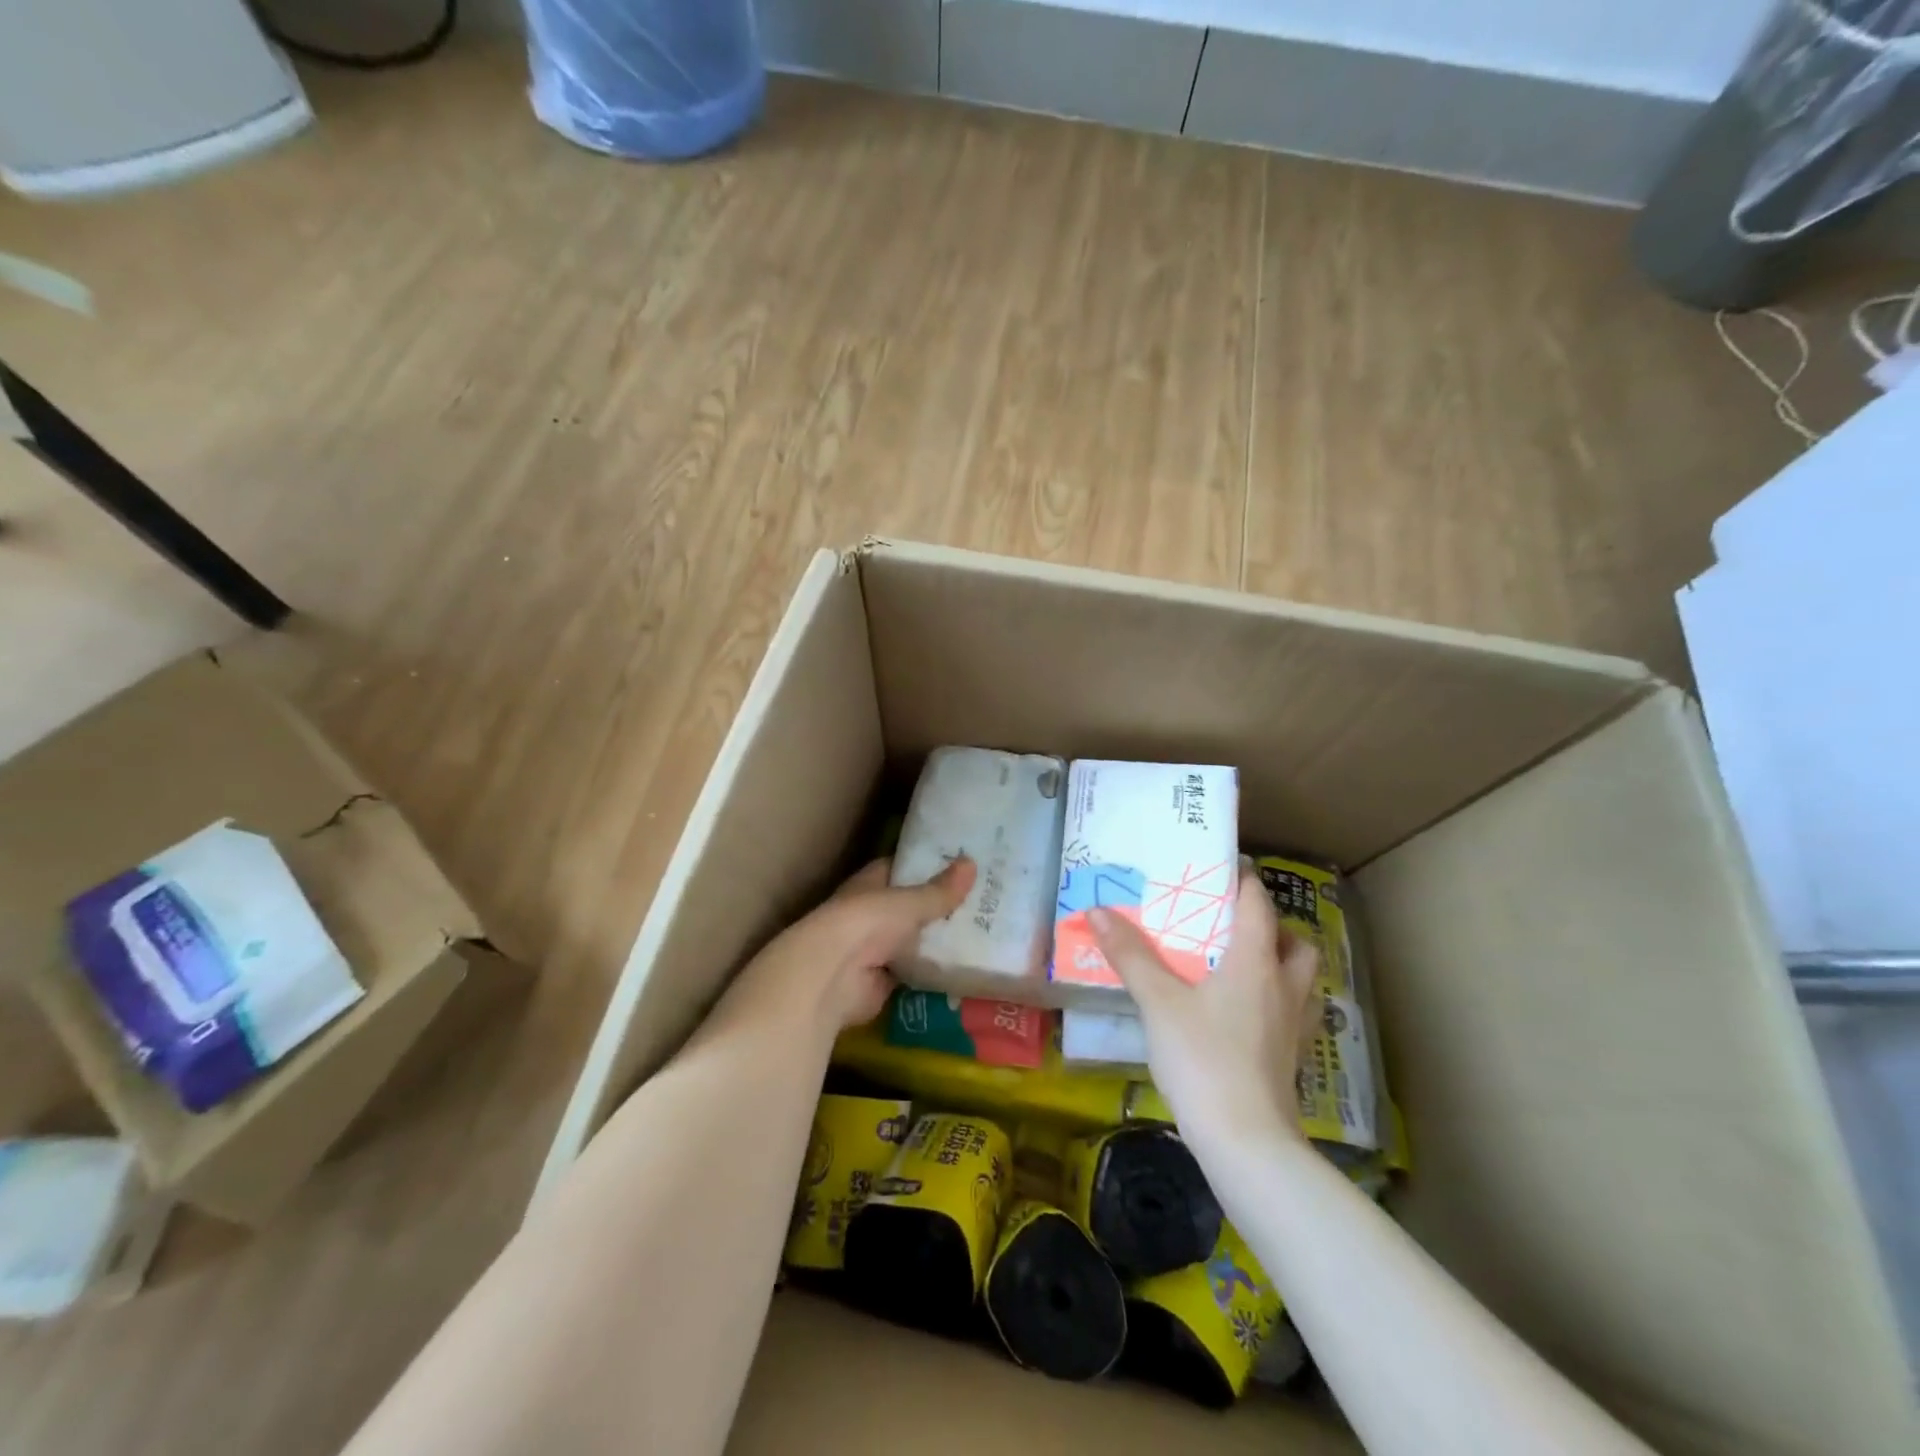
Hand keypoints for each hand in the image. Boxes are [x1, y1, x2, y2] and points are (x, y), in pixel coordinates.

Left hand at [728, 856, 977, 1031]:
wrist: (832, 977)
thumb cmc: (866, 923)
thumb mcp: (909, 902)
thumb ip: (939, 890)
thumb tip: (972, 863)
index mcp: (870, 883)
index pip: (901, 868)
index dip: (927, 865)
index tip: (961, 862)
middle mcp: (871, 913)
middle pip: (910, 906)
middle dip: (940, 905)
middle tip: (984, 899)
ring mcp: (876, 949)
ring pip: (914, 939)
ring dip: (938, 939)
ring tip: (984, 931)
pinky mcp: (883, 981)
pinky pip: (916, 971)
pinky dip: (935, 970)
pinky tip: (966, 965)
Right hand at [1089, 867, 1318, 1149]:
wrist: (1246, 1141)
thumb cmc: (1202, 1058)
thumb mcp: (1157, 1002)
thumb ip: (1130, 955)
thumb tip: (1096, 911)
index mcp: (1255, 962)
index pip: (1258, 906)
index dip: (1245, 881)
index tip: (1226, 866)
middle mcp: (1284, 986)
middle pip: (1295, 942)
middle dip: (1272, 926)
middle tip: (1234, 923)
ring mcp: (1294, 1025)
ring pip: (1302, 979)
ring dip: (1281, 962)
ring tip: (1243, 964)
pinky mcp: (1291, 1057)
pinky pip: (1294, 1012)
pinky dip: (1277, 1000)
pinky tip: (1247, 1014)